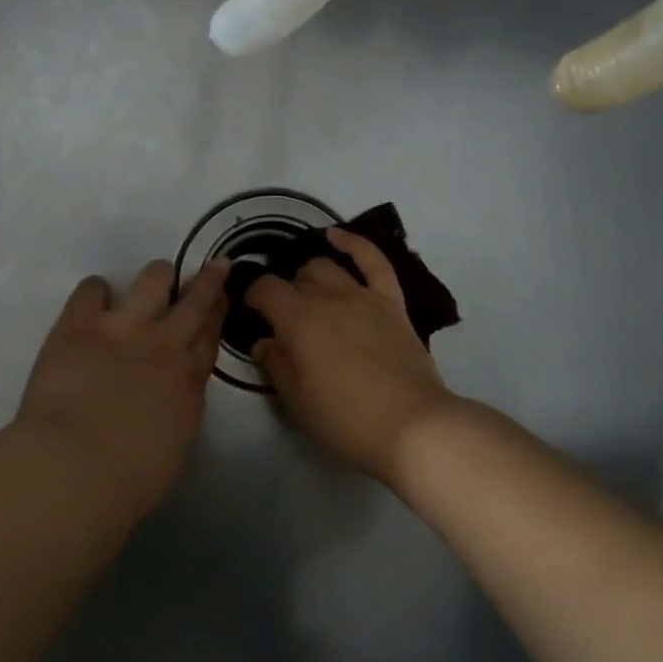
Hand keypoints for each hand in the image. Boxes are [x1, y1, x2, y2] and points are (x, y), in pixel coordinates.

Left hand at [15, 259, 229, 508]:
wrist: (76, 467)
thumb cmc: (130, 478)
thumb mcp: (176, 442)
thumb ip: (180, 406)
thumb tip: (174, 390)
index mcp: (189, 380)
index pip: (211, 336)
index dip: (219, 313)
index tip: (224, 296)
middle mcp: (164, 344)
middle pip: (194, 302)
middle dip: (208, 281)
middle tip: (214, 266)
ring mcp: (123, 328)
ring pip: (152, 280)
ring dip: (157, 277)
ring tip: (155, 278)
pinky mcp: (79, 324)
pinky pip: (92, 289)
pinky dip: (96, 290)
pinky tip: (95, 297)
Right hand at [245, 227, 459, 484]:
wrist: (412, 426)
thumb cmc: (346, 419)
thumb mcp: (297, 400)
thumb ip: (276, 364)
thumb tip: (264, 342)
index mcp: (298, 320)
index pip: (265, 290)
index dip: (252, 297)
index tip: (250, 312)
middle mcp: (329, 298)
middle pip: (296, 279)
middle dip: (283, 292)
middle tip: (281, 319)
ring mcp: (364, 297)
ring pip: (328, 268)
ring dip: (310, 276)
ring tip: (305, 291)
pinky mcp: (392, 304)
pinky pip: (374, 262)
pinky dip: (354, 244)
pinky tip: (336, 235)